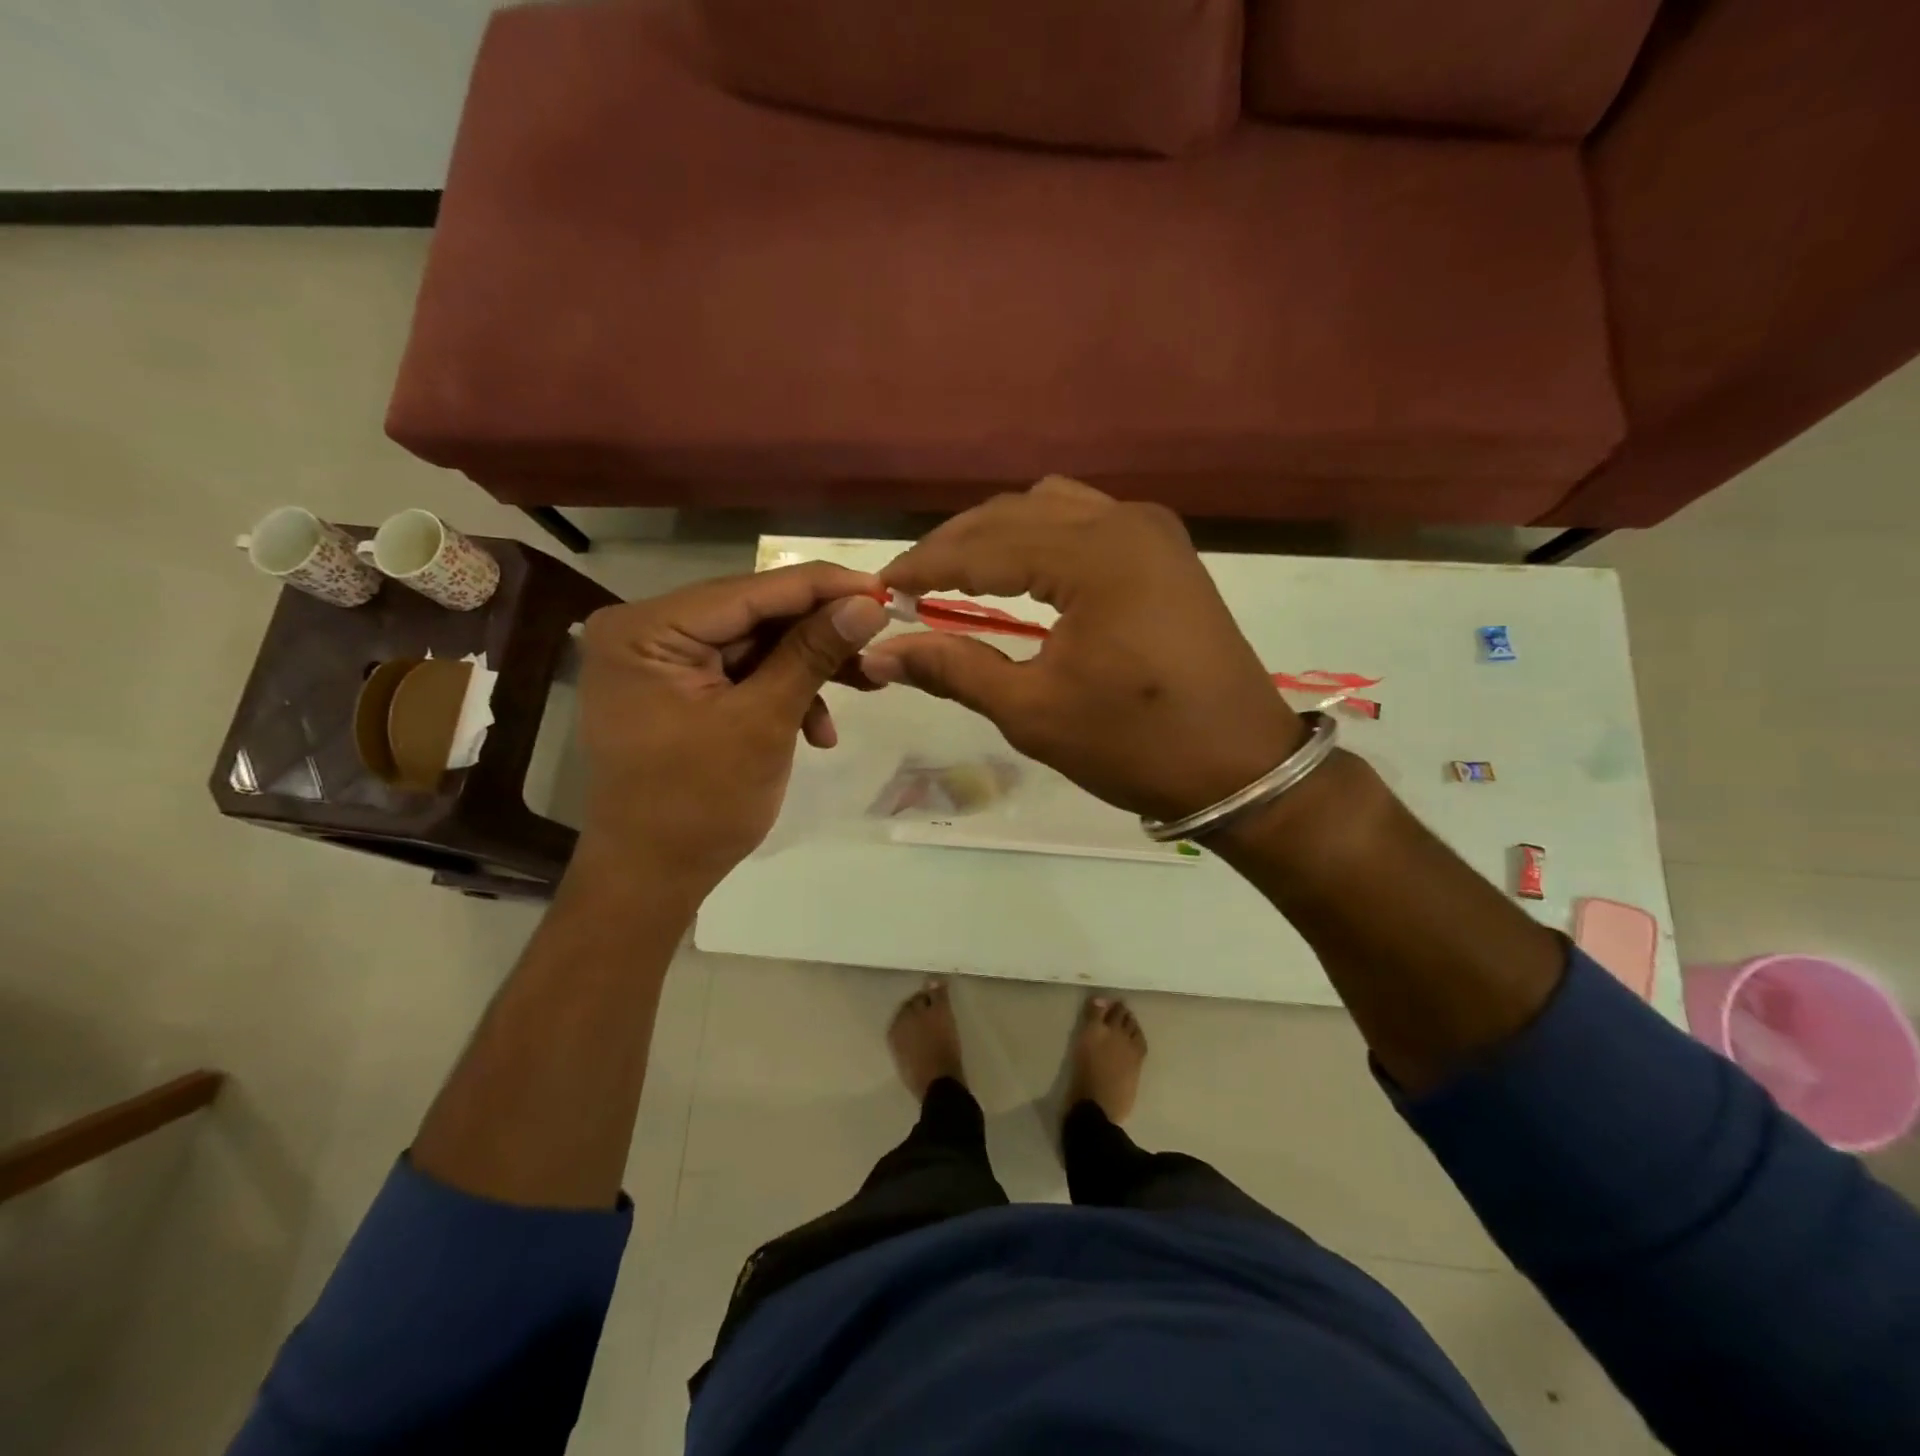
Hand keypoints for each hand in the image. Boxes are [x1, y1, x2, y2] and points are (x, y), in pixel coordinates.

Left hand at [574, 564, 887, 894]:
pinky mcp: (678, 688)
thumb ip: (813, 654)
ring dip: (809, 669)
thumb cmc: (698, 805)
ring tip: (868, 686)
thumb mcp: (763, 722)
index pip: (750, 591)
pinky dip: (783, 695)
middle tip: (881, 640)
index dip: (822, 587)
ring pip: (756, 645)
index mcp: (646, 630)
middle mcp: (646, 632)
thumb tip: (868, 604)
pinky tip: (818, 732)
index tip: (883, 588)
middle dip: (821, 635)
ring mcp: (660, 661)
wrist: (652, 879)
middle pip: (754, 615)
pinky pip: (743, 674)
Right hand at [862, 478, 1303, 821]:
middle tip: (910, 585)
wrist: (1240, 766)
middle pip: (1015, 513)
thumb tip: (879, 653)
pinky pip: (1085, 522)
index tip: (880, 589)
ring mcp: (1152, 530)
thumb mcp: (1033, 712)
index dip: (926, 566)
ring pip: (1050, 508)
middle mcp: (1125, 521)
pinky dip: (1040, 538)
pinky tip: (1019, 571)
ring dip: (997, 535)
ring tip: (957, 575)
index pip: (985, 545)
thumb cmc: (1134, 745)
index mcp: (1095, 556)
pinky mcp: (1166, 550)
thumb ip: (954, 669)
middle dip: (956, 546)